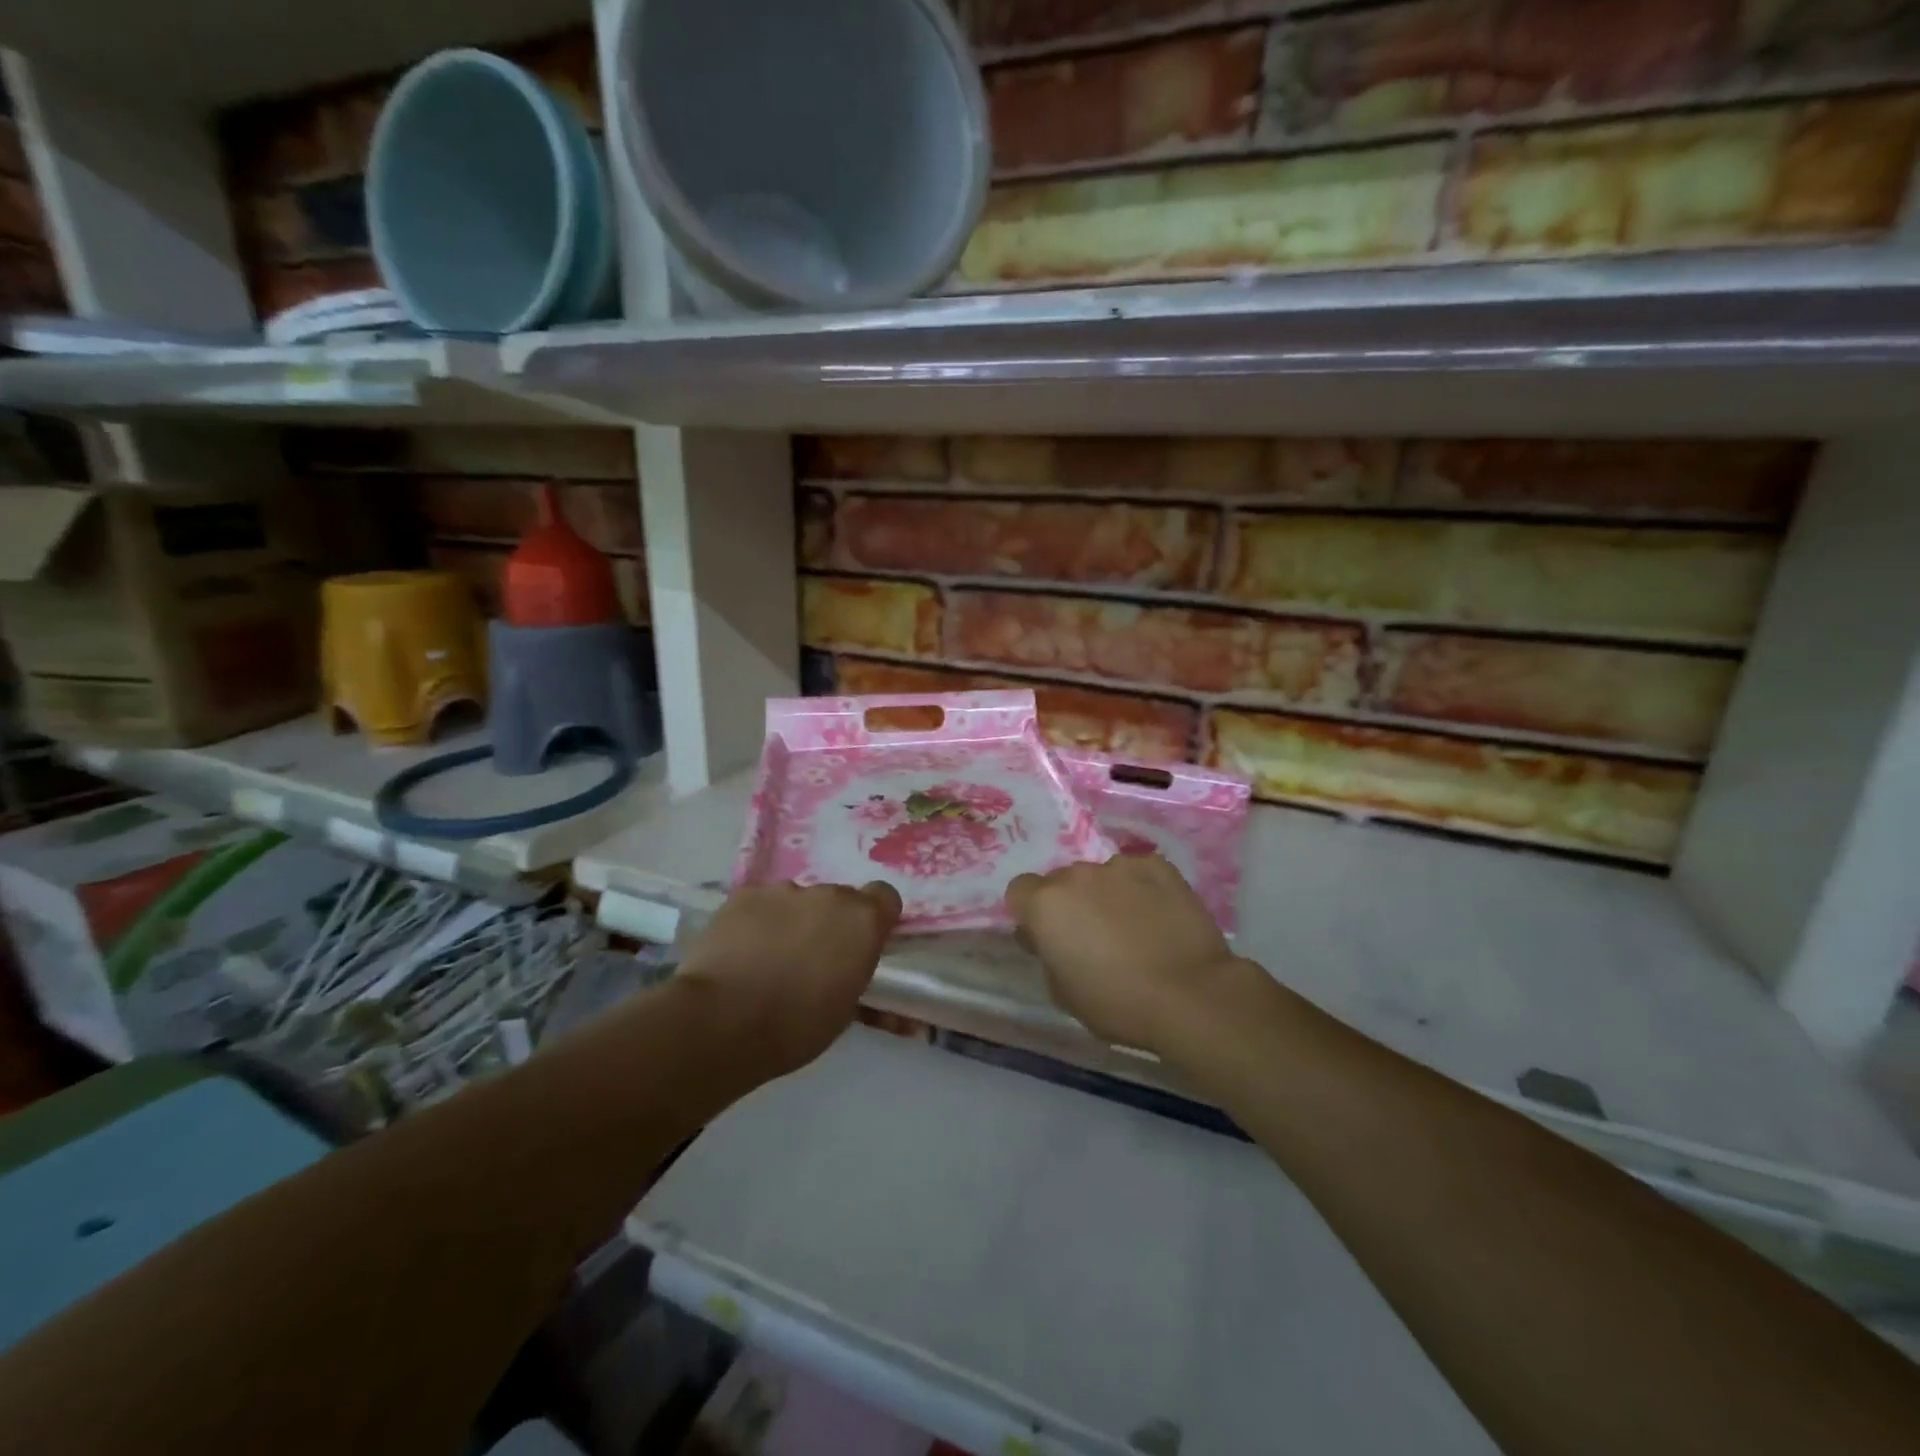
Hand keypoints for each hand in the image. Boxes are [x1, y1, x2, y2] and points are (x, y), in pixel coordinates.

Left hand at [677, 881, 901, 1075]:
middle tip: (812, 962)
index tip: (862, 945)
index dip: (875, 918)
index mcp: (863, 921)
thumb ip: (856, 974)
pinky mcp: (744, 895)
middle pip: (839, 899)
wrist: (722, 1021)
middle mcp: (829, 895)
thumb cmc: (795, 1027)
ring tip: (769, 961)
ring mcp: (784, 890)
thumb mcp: (845, 1011)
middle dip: (831, 924)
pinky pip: (761, 904)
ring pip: (798, 901)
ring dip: (793, 922)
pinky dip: (757, 923)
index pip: (885, 897)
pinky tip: (741, 953)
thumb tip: (855, 969)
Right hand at [1007, 854, 1245, 1053]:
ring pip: (1101, 875)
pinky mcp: (1158, 865)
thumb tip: (1047, 937)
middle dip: (1071, 902)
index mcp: (1046, 904)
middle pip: (1062, 881)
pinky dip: (1141, 888)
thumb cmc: (1118, 1002)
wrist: (1191, 994)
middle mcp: (1077, 874)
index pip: (1020, 890)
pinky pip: (1138, 872)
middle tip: (1093, 935)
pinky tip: (1158, 914)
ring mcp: (1120, 865)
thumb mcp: (1063, 993)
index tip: (1048, 936)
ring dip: (1107, 894)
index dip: (1031, 913)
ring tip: (1132, 925)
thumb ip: (1047, 954)